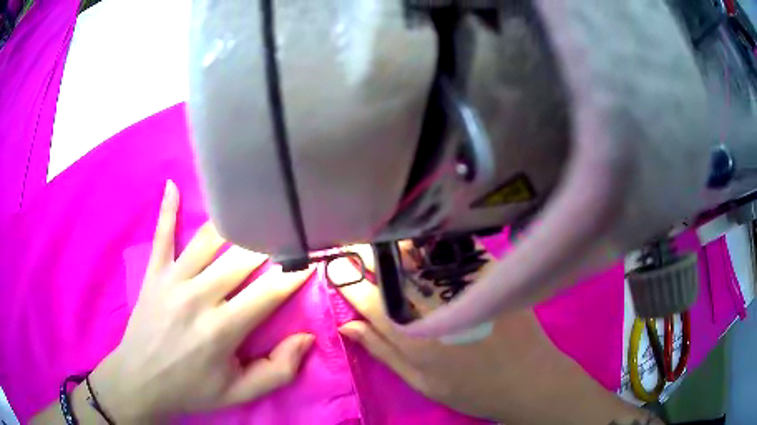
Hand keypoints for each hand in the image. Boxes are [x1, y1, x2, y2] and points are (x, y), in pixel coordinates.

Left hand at [89, 181, 315, 421]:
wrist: (141, 381)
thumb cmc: (193, 389)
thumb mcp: (239, 393)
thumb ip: (278, 371)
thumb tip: (306, 338)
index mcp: (221, 328)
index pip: (268, 292)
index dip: (294, 275)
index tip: (312, 259)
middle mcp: (197, 296)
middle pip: (241, 259)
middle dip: (270, 243)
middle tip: (288, 229)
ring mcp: (172, 279)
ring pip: (208, 240)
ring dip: (234, 223)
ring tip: (254, 208)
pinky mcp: (154, 273)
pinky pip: (162, 235)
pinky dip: (168, 210)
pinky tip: (172, 185)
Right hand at [328, 246, 661, 424]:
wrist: (529, 380)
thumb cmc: (471, 389)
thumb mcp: (421, 381)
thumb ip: (383, 351)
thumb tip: (347, 325)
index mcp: (412, 336)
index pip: (368, 298)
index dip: (348, 280)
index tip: (338, 267)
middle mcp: (434, 305)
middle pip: (392, 268)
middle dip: (372, 255)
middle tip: (366, 250)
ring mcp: (464, 286)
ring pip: (421, 252)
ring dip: (402, 245)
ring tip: (394, 244)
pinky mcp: (490, 274)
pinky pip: (455, 248)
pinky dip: (436, 243)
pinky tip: (430, 244)